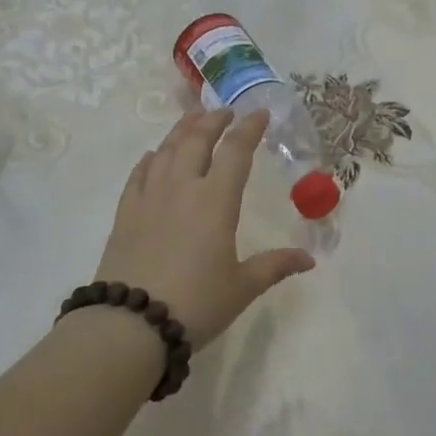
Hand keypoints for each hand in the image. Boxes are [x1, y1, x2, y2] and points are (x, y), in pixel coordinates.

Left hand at [93, 108, 314, 347]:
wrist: (130, 324)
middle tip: (224, 111)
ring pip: (165, 151)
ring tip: (191, 120)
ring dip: (181, 131)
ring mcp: (149, 198)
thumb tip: (309, 258)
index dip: (249, 129)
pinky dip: (150, 159)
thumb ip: (274, 266)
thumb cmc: (196, 303)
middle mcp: (182, 189)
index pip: (235, 152)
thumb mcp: (242, 287)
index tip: (260, 114)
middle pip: (196, 140)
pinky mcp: (126, 214)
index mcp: (215, 201)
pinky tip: (153, 156)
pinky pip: (139, 174)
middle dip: (213, 121)